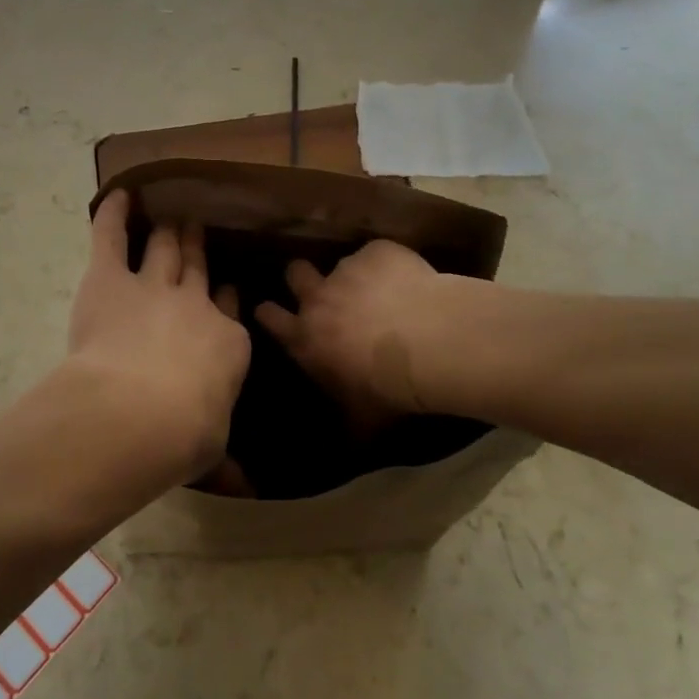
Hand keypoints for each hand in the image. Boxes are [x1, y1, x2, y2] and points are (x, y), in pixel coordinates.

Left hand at [66, 191, 250, 486]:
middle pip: (197, 267)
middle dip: (198, 247)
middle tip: (197, 227)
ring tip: (171, 214)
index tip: (226, 285)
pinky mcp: (111, 279)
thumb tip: (246, 487)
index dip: (225, 295)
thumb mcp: (213, 446)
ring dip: (168, 230)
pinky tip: (118, 194)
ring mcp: (153, 286)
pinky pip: (111, 237)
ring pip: (164, 248)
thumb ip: (223, 450)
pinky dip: (113, 214)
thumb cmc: (184, 435)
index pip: (228, 309)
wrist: (139, 412)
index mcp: (226, 342)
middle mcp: (194, 304)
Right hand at [254, 241, 450, 432]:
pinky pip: (379, 253)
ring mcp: (348, 270)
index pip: (270, 317)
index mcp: (306, 338)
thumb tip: (346, 447)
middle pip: (295, 273)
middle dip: (302, 277)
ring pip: (342, 263)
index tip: (272, 311)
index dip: (269, 312)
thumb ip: (346, 422)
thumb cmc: (388, 389)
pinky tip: (411, 280)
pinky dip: (390, 264)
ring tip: (384, 290)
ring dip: (356, 276)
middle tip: (322, 288)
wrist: (430, 346)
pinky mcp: (379, 252)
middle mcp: (318, 298)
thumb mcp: (362, 418)